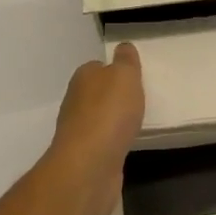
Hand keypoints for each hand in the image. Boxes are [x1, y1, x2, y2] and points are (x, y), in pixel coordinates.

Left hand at [47, 43, 145, 214]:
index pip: (98, 67)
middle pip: (97, 93)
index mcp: (83, 78)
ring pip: (100, 119)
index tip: (134, 77)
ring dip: (114, 120)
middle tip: (140, 99)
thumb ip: (126, 60)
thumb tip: (123, 48)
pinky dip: (114, 142)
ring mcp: (78, 131)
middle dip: (115, 96)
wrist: (89, 167)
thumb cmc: (108, 113)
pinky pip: (104, 142)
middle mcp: (76, 102)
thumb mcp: (125, 75)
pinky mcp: (85, 157)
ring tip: (137, 122)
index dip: (115, 70)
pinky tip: (127, 144)